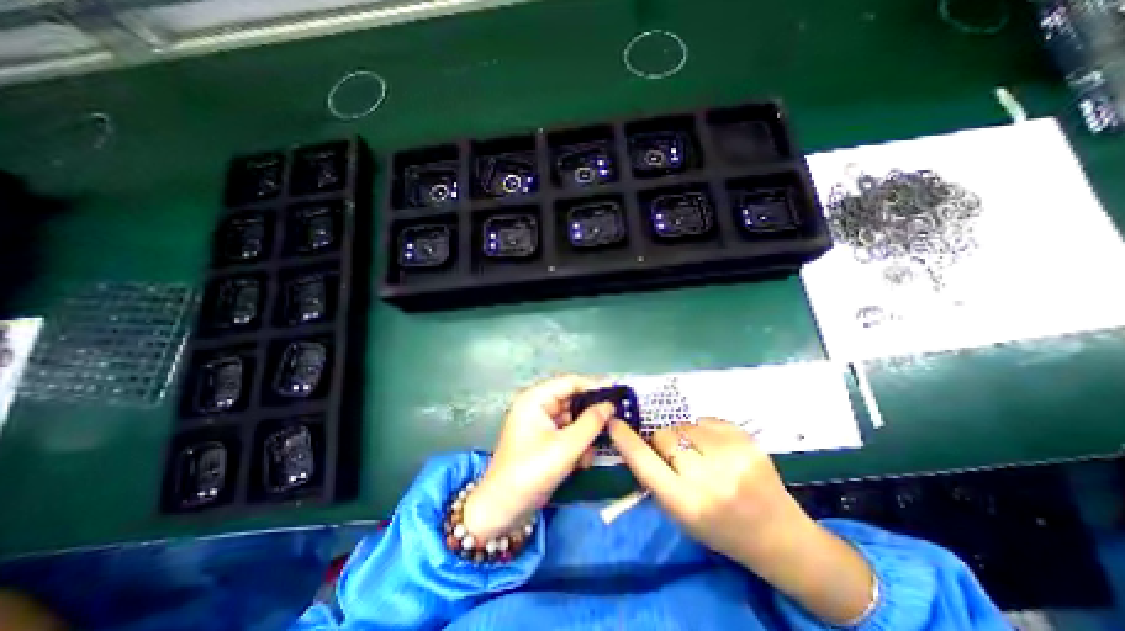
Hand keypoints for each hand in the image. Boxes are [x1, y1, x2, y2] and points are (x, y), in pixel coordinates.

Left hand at [462, 378, 610, 540]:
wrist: (504, 509)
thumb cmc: (532, 472)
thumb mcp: (566, 447)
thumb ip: (591, 422)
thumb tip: (610, 405)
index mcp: (536, 399)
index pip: (570, 382)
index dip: (594, 386)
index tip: (617, 394)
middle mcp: (538, 405)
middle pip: (572, 400)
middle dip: (590, 416)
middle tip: (614, 424)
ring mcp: (540, 423)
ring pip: (572, 418)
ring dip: (585, 435)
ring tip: (591, 453)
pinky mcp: (544, 439)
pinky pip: (567, 432)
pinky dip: (577, 444)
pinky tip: (582, 462)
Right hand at [612, 418, 803, 562]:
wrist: (779, 536)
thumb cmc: (721, 530)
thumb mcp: (680, 516)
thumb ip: (657, 479)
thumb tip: (638, 441)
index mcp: (686, 503)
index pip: (644, 462)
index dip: (625, 439)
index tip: (613, 422)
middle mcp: (708, 479)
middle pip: (664, 436)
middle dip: (663, 442)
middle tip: (677, 457)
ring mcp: (732, 456)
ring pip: (684, 425)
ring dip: (684, 435)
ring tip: (701, 454)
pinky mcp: (747, 440)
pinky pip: (706, 420)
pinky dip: (704, 430)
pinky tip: (718, 448)